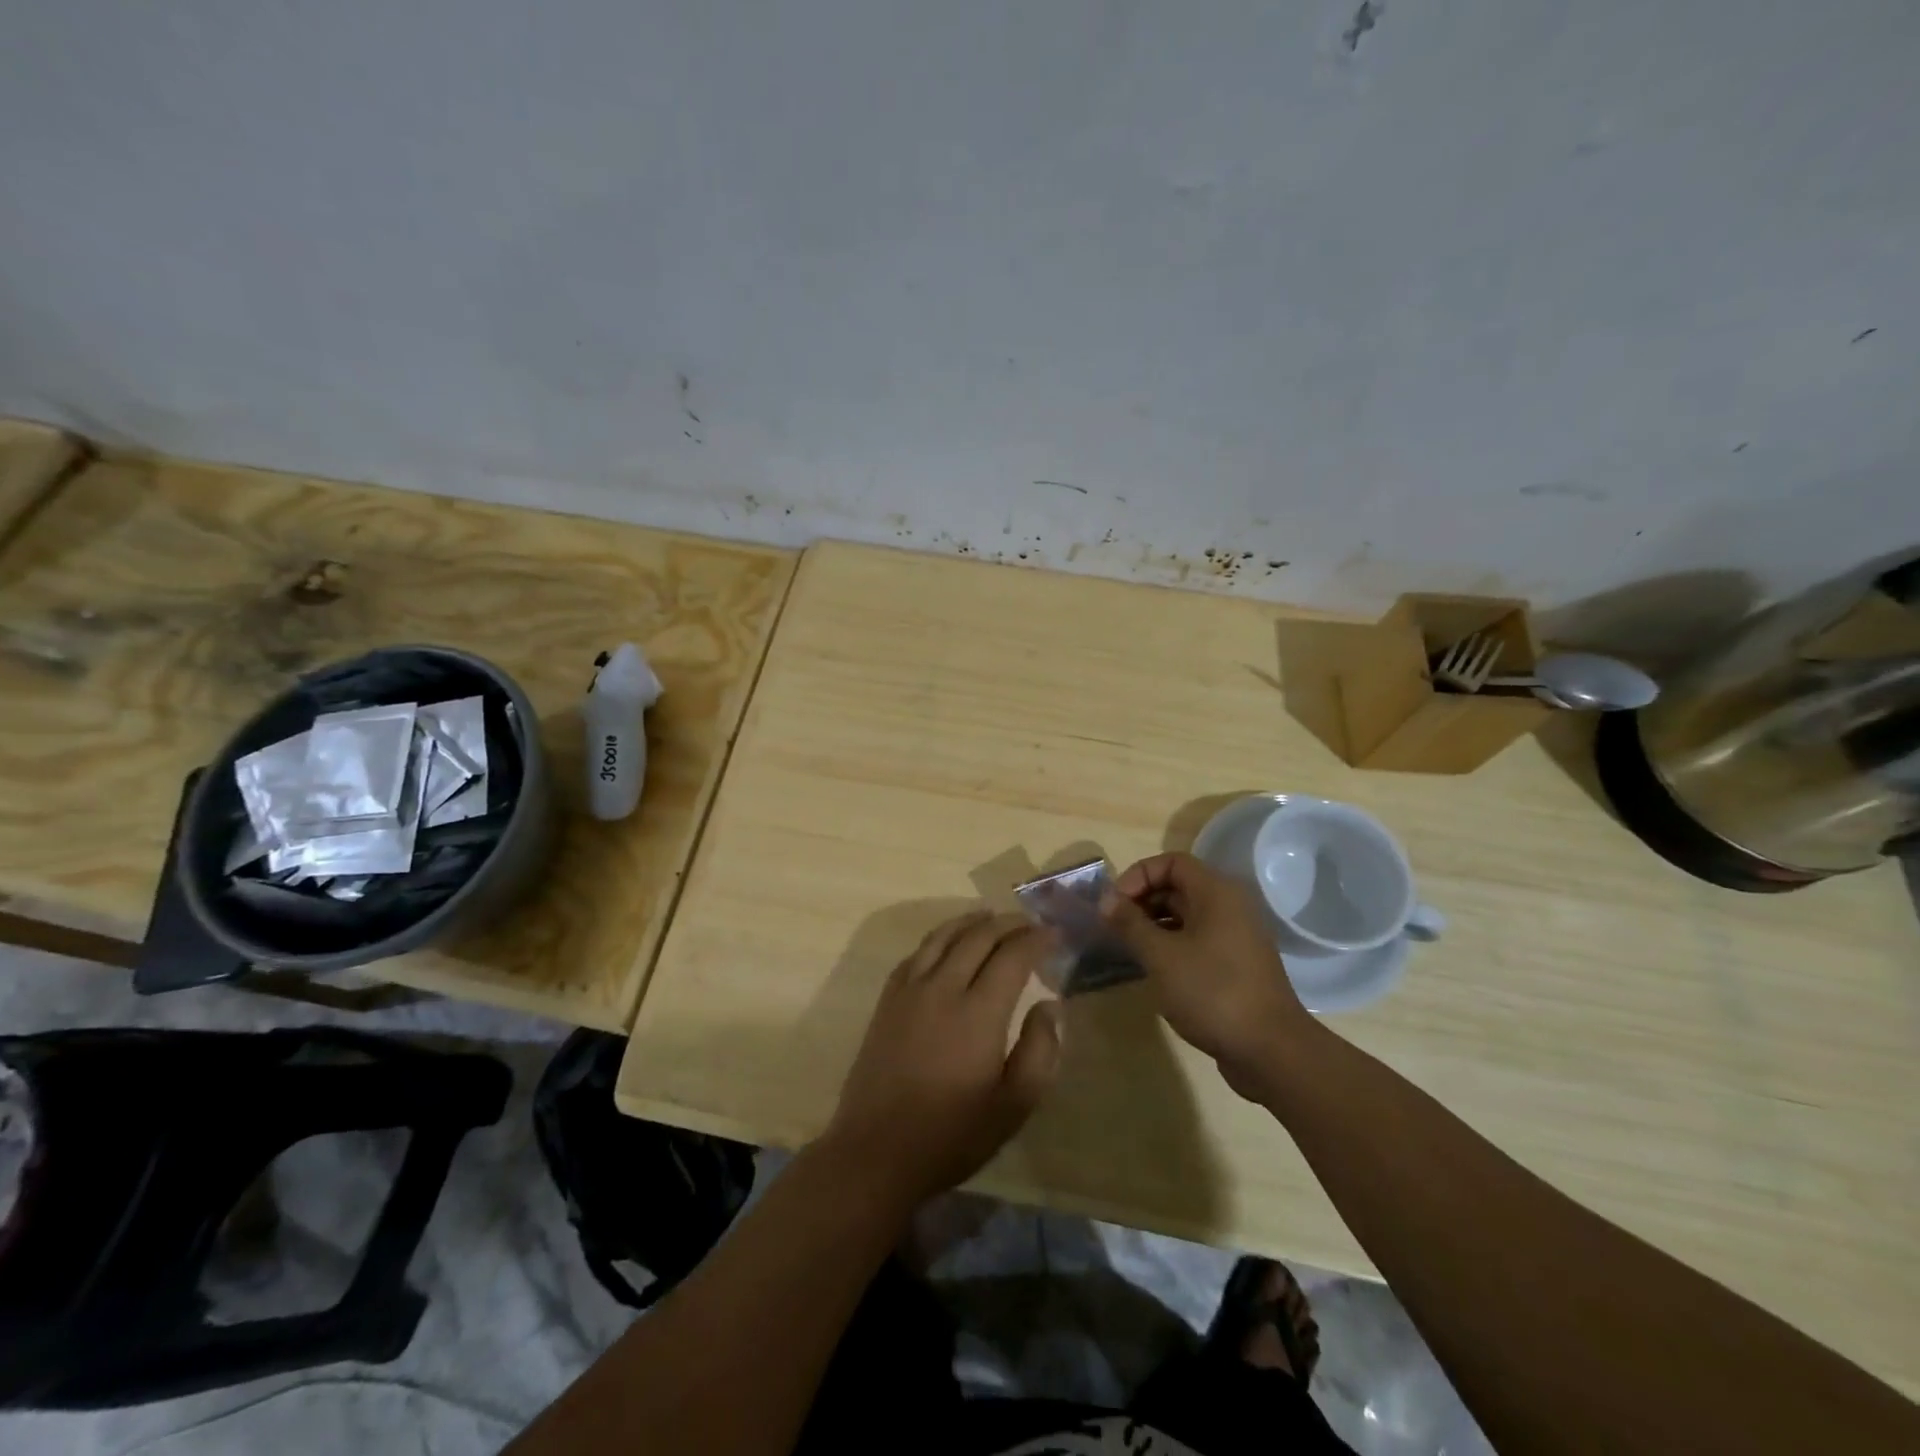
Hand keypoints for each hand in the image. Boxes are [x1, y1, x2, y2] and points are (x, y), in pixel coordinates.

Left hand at [823, 911, 1063, 1209]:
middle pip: (978, 937)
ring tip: (991, 917)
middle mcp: (943, 988)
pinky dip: (938, 938)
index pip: (1012, 956)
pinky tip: (946, 944)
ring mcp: (909, 991)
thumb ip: (1040, 1051)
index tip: (1054, 934)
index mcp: (978, 1012)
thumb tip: (1050, 1005)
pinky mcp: (887, 1001)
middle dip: (1008, 924)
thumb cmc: (952, 1135)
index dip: (1035, 939)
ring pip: (943, 937)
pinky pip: (916, 954)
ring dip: (971, 922)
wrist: (877, 1151)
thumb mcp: (1014, 1106)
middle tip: (1029, 923)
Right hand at [1102, 852, 1319, 1093]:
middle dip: (1142, 901)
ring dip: (1154, 924)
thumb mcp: (1161, 956)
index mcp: (1216, 893)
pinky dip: (1171, 944)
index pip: (1171, 862)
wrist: (1271, 1050)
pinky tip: (1153, 968)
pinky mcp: (1236, 963)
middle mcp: (1229, 906)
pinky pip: (1197, 939)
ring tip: (1127, 948)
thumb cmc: (1212, 992)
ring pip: (1186, 915)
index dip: (1138, 875)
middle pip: (1178, 886)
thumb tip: (1105, 899)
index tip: (1115, 904)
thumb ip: (1130, 923)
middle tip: (1114, 927)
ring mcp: (1235, 936)